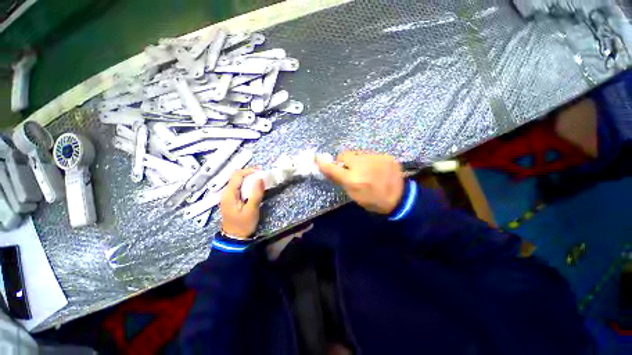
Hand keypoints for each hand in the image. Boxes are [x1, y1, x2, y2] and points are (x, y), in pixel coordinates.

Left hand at [220, 168, 264, 238]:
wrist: (234, 238)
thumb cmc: (243, 224)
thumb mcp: (251, 210)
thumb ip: (256, 194)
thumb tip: (260, 179)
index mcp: (229, 194)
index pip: (237, 175)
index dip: (249, 170)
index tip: (261, 171)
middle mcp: (226, 192)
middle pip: (236, 176)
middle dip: (249, 173)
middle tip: (262, 174)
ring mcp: (228, 196)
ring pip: (237, 181)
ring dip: (249, 178)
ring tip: (260, 179)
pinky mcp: (231, 199)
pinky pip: (239, 186)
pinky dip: (247, 184)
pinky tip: (254, 186)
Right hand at [316, 151, 404, 214]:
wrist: (399, 199)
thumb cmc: (372, 201)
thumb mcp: (353, 195)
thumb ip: (341, 180)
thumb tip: (328, 168)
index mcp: (354, 180)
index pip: (333, 168)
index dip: (324, 164)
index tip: (318, 159)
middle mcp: (363, 166)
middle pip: (344, 155)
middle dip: (343, 161)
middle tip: (348, 169)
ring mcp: (376, 159)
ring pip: (357, 153)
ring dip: (356, 160)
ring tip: (364, 169)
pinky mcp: (385, 156)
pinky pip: (369, 154)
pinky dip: (368, 160)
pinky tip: (374, 168)